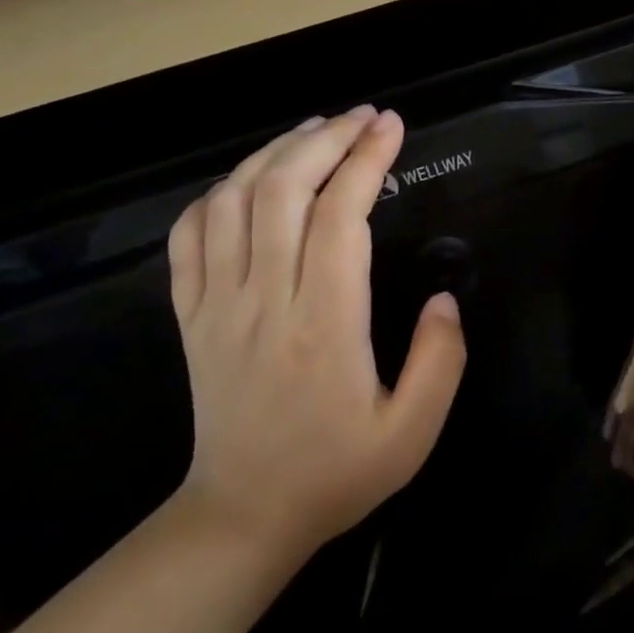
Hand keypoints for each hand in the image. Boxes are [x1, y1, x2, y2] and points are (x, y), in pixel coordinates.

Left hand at [165, 106, 465, 559]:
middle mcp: (265, 302)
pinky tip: (249, 181)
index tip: (391, 127)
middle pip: (282, 191)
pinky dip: (217, 193)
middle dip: (325, 139)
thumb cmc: (336, 472)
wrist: (244, 515)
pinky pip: (189, 236)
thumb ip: (441, 360)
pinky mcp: (191, 316)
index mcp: (324, 326)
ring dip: (273, 153)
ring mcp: (217, 306)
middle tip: (362, 117)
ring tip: (314, 132)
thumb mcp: (414, 433)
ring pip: (231, 201)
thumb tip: (444, 298)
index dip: (367, 160)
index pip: (340, 216)